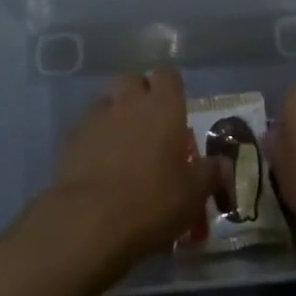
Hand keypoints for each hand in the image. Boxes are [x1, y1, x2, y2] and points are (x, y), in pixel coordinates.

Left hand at [47, 69, 221, 272]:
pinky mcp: (71, 137)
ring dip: (116, 115)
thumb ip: (210, 174)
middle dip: (141, 95)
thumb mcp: (192, 195)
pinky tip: (98, 165)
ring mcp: (96, 116)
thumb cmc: (152, 201)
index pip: (168, 74)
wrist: (89, 221)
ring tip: (123, 146)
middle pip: (134, 80)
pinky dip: (95, 138)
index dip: (172, 87)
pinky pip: (87, 127)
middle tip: (150, 125)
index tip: (176, 108)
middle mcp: (129, 101)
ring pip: (109, 102)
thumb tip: (224, 164)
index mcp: (163, 106)